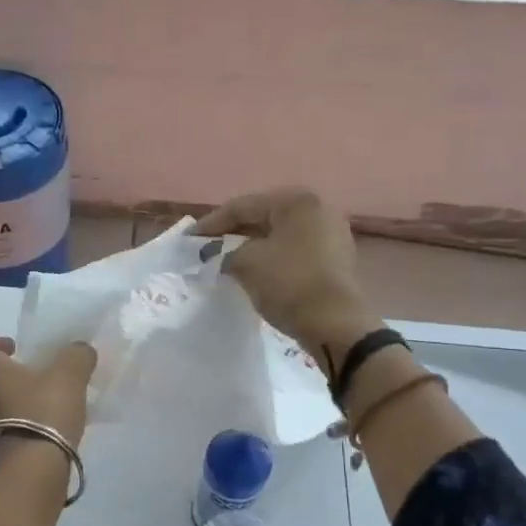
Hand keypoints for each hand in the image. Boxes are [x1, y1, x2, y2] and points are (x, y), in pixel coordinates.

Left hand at [0, 336, 96, 473]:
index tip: (13, 352)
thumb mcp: (69, 376)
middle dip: (2, 380)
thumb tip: (78, 350)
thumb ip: (75, 356)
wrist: (31, 471)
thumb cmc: (43, 412)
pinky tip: (26, 443)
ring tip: (37, 416)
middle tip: (33, 383)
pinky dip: (4, 439)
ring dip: (4, 410)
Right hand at [194, 188, 373, 361]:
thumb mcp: (246, 263)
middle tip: (207, 247)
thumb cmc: (288, 283)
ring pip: (279, 236)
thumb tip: (222, 257)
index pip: (243, 206)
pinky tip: (256, 272)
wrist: (335, 324)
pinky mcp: (336, 260)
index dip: (212, 223)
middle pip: (263, 217)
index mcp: (296, 202)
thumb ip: (226, 253)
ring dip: (252, 246)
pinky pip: (294, 252)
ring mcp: (331, 234)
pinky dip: (272, 258)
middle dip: (233, 233)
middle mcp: (318, 210)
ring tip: (227, 260)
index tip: (189, 239)